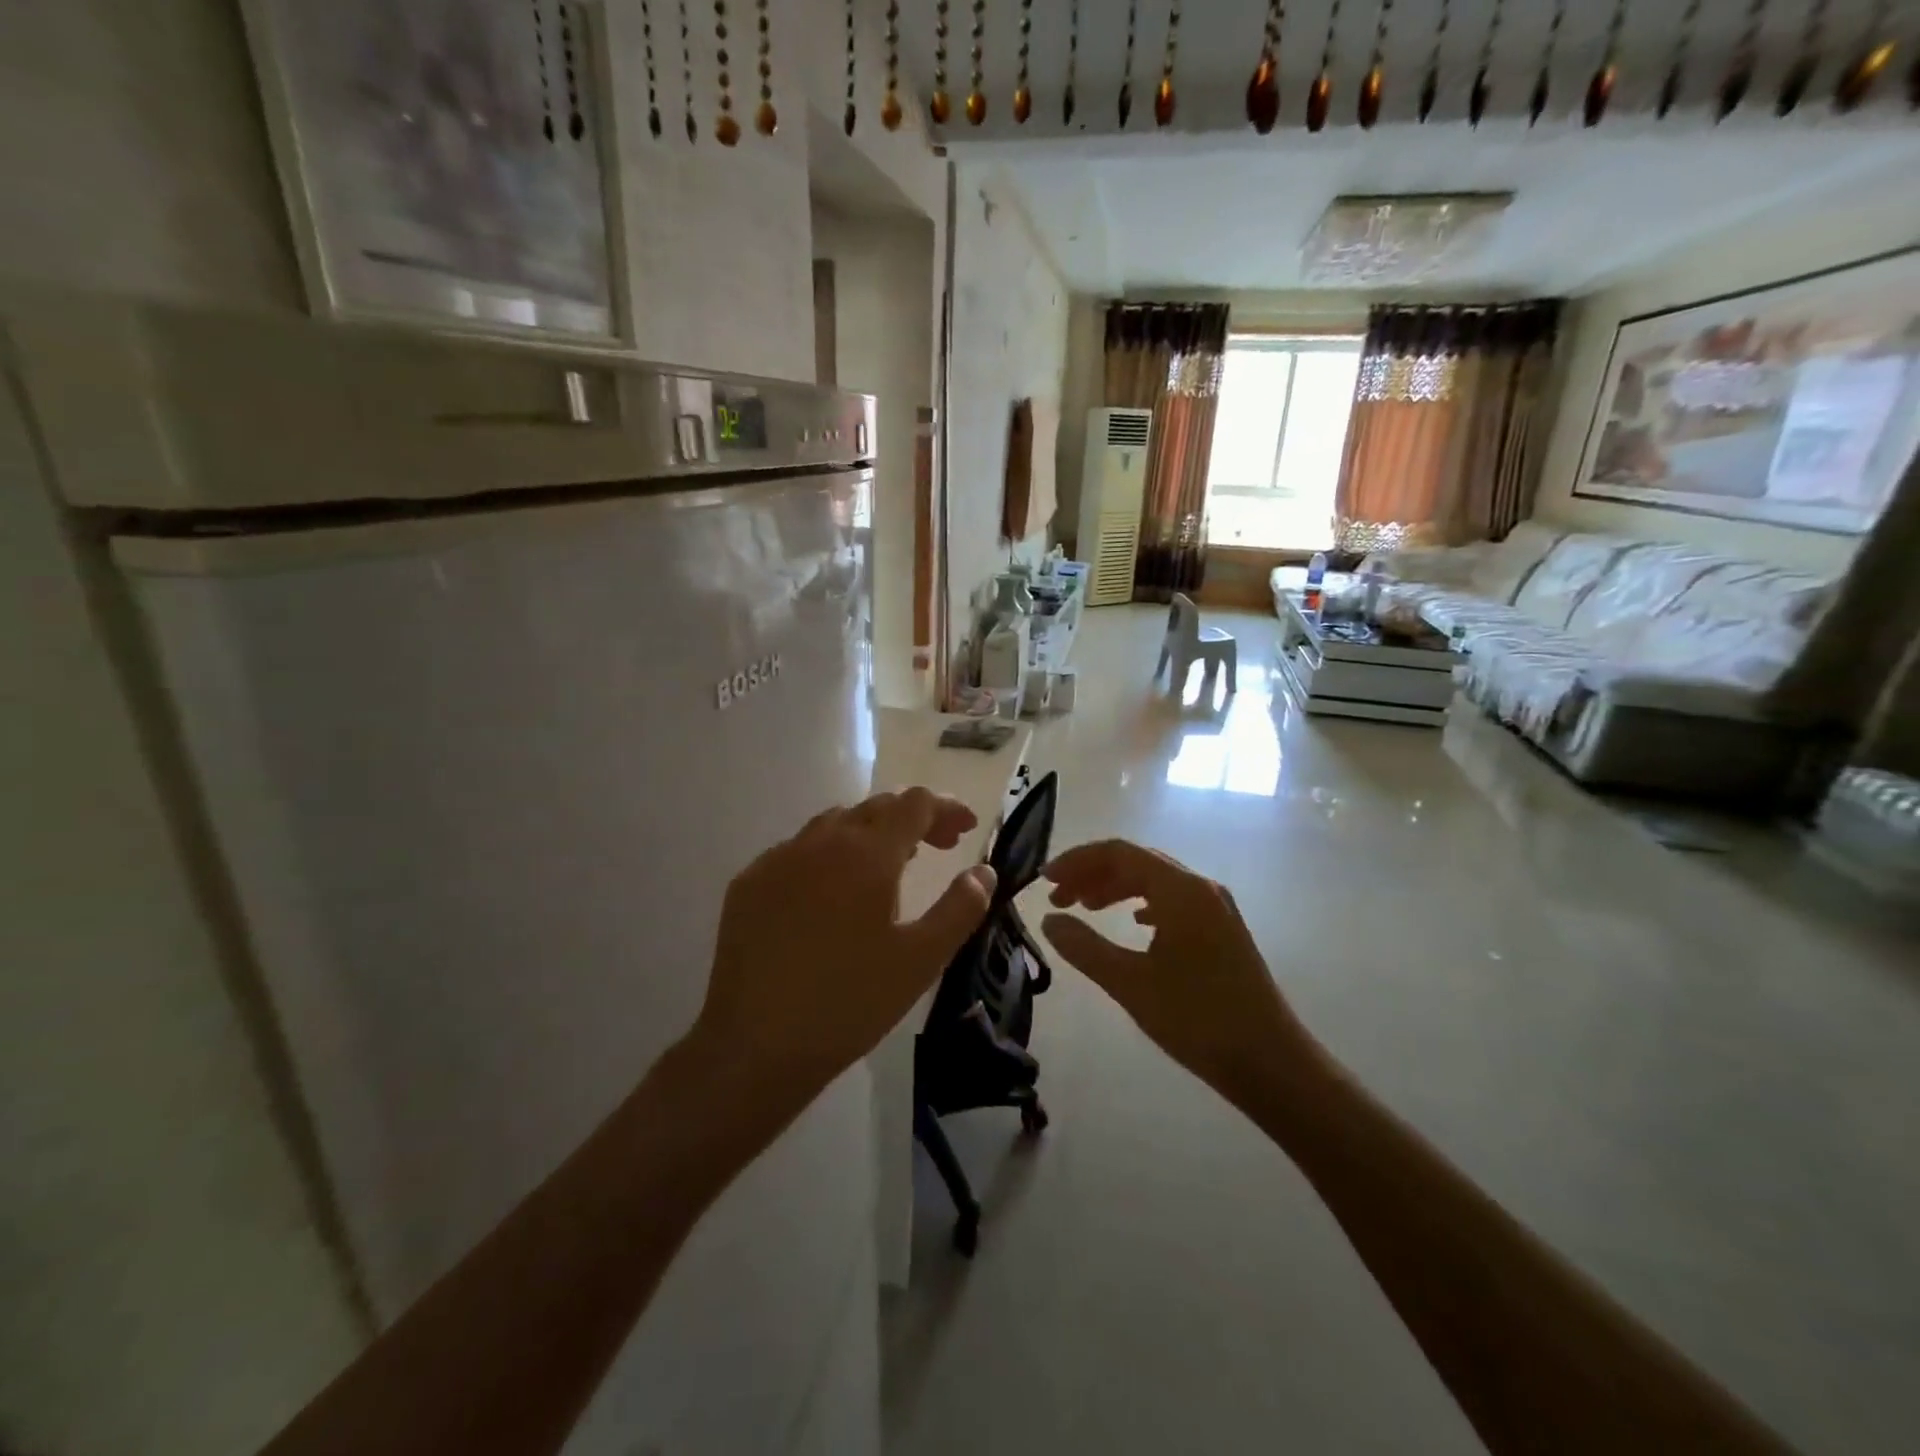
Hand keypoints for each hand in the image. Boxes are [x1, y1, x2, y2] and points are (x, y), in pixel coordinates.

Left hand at [692, 789, 996, 1112]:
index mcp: (867, 854)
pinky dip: (829, 854)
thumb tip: (983, 871)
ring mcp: (778, 858)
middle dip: (914, 817)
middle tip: (939, 847)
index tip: (966, 830)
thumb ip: (960, 908)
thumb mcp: (921, 959)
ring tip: (890, 865)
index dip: (946, 808)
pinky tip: (832, 892)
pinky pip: (799, 849)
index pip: (914, 804)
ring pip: (834, 823)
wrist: (755, 1045)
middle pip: (876, 807)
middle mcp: (820, 841)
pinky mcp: (749, 882)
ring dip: (871, 832)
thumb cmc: (850, 1003)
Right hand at [1041, 840, 1317, 1100]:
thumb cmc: (1198, 1020)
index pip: (1119, 853)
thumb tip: (1049, 920)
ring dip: (1116, 888)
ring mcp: (1216, 908)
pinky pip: (1173, 900)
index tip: (1044, 880)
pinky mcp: (1222, 930)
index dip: (1077, 861)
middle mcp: (1201, 887)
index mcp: (1181, 890)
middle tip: (1058, 898)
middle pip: (1137, 861)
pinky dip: (1142, 903)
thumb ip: (1084, 947)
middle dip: (1093, 874)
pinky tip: (1132, 923)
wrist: (1272, 1064)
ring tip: (1085, 909)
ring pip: (1156, 880)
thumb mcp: (1130, 984)